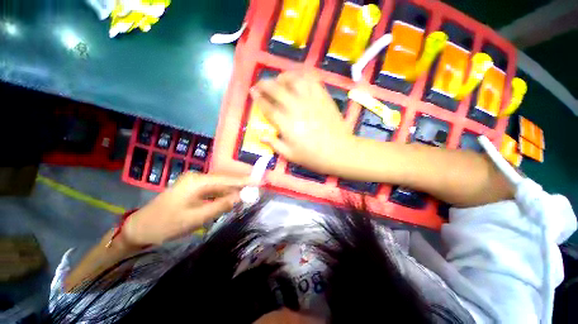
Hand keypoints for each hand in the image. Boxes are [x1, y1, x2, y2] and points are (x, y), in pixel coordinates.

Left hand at [121, 173, 250, 246]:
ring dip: (233, 191)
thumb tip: (240, 197)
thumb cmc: (166, 224)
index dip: (245, 181)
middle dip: (241, 185)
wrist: (140, 227)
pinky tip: (231, 199)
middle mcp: (198, 177)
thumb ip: (220, 206)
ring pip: (220, 185)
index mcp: (197, 182)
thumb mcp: (195, 218)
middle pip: (225, 180)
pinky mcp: (193, 188)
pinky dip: (223, 194)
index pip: (227, 179)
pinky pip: (213, 189)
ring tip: (247, 196)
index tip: (260, 181)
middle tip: (256, 190)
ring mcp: (195, 182)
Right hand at [251, 72, 353, 173]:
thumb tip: (261, 136)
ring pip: (293, 80)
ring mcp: (310, 100)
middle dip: (264, 84)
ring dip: (282, 77)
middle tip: (259, 85)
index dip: (258, 99)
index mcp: (286, 123)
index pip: (267, 107)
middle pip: (276, 89)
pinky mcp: (323, 97)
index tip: (253, 93)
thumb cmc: (313, 156)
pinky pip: (311, 80)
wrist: (339, 152)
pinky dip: (301, 76)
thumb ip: (274, 144)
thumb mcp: (290, 155)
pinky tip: (298, 80)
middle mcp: (296, 107)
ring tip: (278, 80)